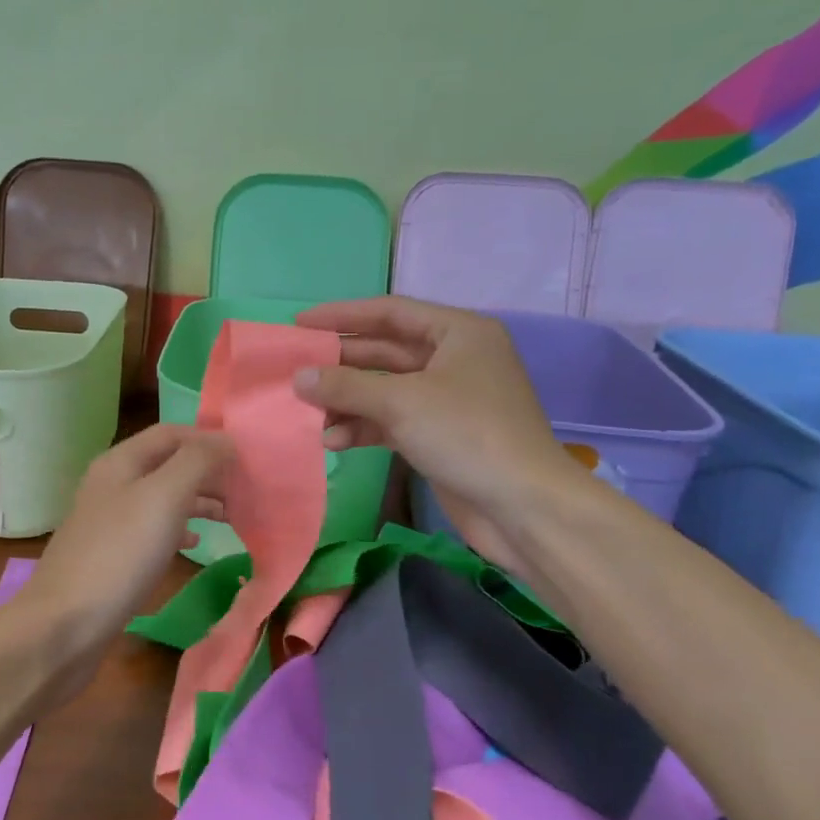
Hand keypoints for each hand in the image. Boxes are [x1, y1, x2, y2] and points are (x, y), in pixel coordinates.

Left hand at [10, 424, 230, 702]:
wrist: (64, 626)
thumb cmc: (119, 554)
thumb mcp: (163, 497)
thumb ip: (197, 462)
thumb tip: (226, 440)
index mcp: (121, 461)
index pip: (172, 433)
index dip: (210, 438)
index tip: (249, 456)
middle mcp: (114, 484)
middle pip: (169, 464)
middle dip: (209, 471)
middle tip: (249, 489)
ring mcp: (111, 521)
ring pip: (164, 497)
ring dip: (199, 501)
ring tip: (234, 515)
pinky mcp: (113, 555)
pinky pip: (154, 530)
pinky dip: (180, 530)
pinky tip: (196, 544)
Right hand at [291, 296, 582, 575]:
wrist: (524, 508)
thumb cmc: (467, 435)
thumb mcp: (401, 402)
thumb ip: (346, 386)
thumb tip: (299, 378)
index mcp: (458, 333)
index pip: (390, 312)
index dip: (342, 315)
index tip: (300, 324)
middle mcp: (454, 358)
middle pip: (385, 351)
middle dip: (341, 363)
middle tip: (295, 369)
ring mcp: (447, 399)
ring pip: (385, 389)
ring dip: (347, 400)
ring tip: (307, 411)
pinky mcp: (440, 435)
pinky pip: (392, 420)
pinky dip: (364, 427)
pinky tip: (333, 440)